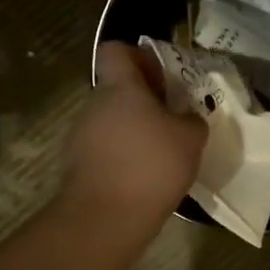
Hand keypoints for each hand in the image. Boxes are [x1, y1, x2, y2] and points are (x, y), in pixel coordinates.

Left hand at [62, 41, 206, 224]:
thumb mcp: (191, 138)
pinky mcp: (77, 166)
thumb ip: (192, 118)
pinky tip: (144, 177)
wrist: (105, 219)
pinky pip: (105, 148)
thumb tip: (186, 116)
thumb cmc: (151, 166)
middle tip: (172, 119)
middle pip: (117, 88)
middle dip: (144, 99)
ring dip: (134, 129)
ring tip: (161, 153)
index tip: (162, 77)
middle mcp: (94, 105)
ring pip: (111, 120)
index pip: (116, 50)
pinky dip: (123, 155)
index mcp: (119, 88)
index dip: (139, 56)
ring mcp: (81, 136)